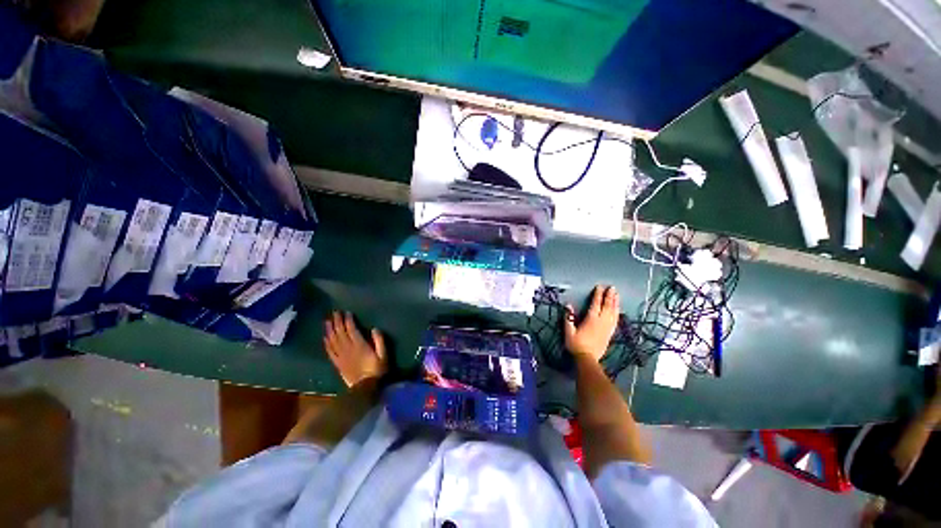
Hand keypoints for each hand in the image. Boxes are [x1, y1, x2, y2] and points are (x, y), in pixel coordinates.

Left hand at [324, 311, 386, 386]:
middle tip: (334, 312)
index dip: (348, 320)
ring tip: (327, 321)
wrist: (365, 388)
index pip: (351, 330)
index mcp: (359, 345)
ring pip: (333, 340)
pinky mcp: (337, 363)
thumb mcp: (384, 355)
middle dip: (337, 322)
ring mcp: (341, 356)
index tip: (346, 312)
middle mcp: (348, 349)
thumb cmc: (377, 370)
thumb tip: (374, 328)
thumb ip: (380, 341)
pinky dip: (326, 343)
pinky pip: (330, 352)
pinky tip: (325, 338)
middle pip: (340, 333)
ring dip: (329, 330)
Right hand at [564, 285, 619, 361]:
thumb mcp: (568, 331)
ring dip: (615, 303)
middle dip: (610, 296)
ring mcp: (607, 328)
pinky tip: (618, 310)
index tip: (600, 287)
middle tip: (612, 288)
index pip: (595, 304)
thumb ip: (568, 318)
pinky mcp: (610, 333)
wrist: (587, 359)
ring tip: (617, 295)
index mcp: (591, 319)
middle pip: (607, 306)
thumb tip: (568, 305)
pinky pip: (615, 320)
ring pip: (613, 313)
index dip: (598, 295)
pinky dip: (617, 313)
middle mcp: (601, 322)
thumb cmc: (576, 344)